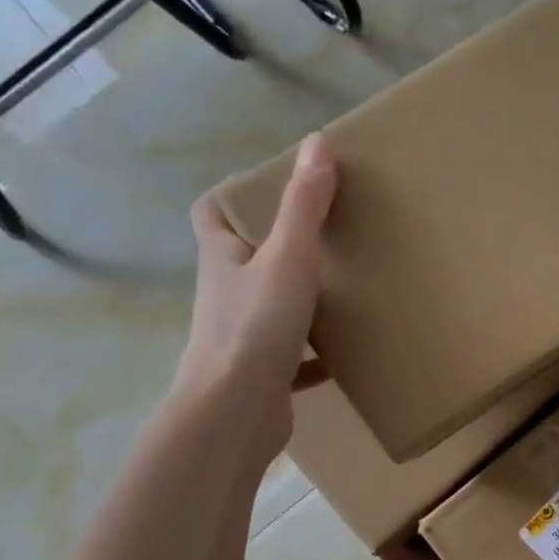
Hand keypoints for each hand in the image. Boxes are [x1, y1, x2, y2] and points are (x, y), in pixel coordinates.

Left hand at [175, 135, 337, 455]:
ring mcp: (242, 338)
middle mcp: (226, 295)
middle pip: (245, 260)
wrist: (235, 415)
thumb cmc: (254, 329)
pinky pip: (293, 358)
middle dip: (276, 245)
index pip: (211, 214)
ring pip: (270, 308)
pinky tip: (347, 351)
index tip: (269, 188)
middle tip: (324, 233)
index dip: (231, 195)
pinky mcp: (263, 376)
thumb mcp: (287, 260)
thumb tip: (317, 144)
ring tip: (343, 285)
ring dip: (298, 298)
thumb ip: (304, 207)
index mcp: (222, 260)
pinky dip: (316, 354)